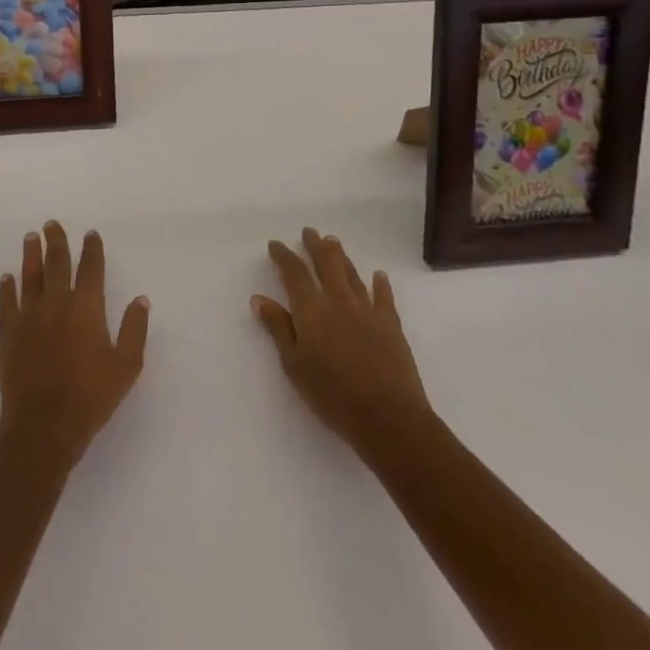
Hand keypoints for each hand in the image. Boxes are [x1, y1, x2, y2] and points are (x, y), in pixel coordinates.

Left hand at [0, 221, 149, 468]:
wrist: (43, 425)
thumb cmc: (91, 397)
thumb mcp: (126, 366)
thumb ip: (134, 329)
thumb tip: (140, 299)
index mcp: (86, 307)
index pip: (91, 268)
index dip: (92, 249)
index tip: (90, 234)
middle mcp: (57, 302)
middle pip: (56, 263)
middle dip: (57, 241)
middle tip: (52, 224)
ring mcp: (29, 316)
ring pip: (30, 276)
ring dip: (31, 255)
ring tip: (31, 237)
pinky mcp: (8, 333)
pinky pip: (6, 303)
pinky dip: (6, 288)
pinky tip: (6, 278)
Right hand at [253, 228, 431, 463]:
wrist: (388, 417)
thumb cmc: (332, 395)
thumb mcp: (294, 366)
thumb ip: (278, 329)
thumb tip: (259, 298)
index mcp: (311, 310)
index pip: (294, 273)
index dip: (284, 256)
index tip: (275, 245)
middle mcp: (338, 300)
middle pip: (326, 263)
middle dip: (315, 245)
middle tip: (309, 232)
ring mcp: (367, 310)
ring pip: (352, 274)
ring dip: (341, 256)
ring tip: (333, 241)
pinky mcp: (391, 324)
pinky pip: (384, 297)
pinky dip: (380, 284)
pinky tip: (379, 275)